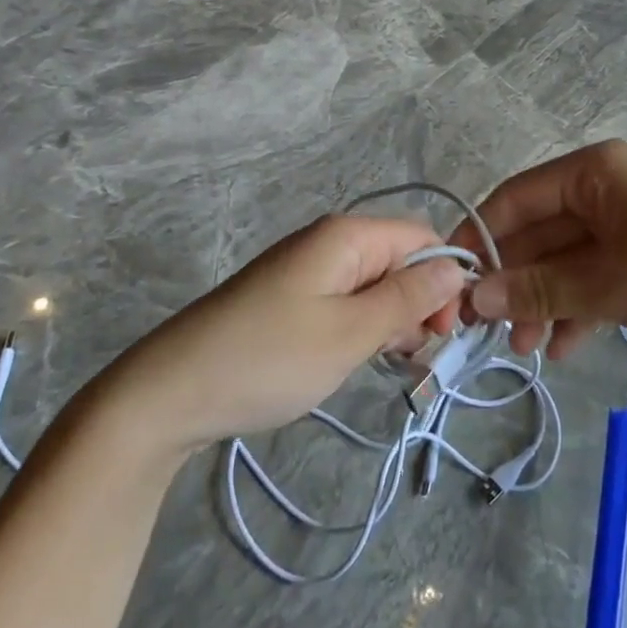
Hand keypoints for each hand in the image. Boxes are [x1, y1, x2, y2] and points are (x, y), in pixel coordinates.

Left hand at [105, 215, 465, 453]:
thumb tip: (456, 267)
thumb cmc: (270, 358)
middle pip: (398, 259)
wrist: (171, 391)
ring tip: (389, 364)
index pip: (422, 237)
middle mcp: (328, 242)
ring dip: (392, 319)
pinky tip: (358, 358)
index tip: (449, 333)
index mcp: (347, 236)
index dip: (445, 278)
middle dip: (420, 302)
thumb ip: (408, 297)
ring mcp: (306, 270)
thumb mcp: (351, 332)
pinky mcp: (290, 297)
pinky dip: (362, 327)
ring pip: (373, 284)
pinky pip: (345, 300)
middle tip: (420, 357)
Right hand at [454, 139, 626, 366]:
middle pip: (539, 233)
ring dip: (543, 302)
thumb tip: (473, 298)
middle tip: (486, 331)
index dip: (481, 238)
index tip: (452, 283)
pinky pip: (594, 277)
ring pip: (565, 260)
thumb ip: (538, 290)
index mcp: (595, 171)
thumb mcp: (608, 285)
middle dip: (515, 282)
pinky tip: (565, 349)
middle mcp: (606, 187)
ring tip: (525, 350)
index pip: (516, 198)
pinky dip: (577, 308)